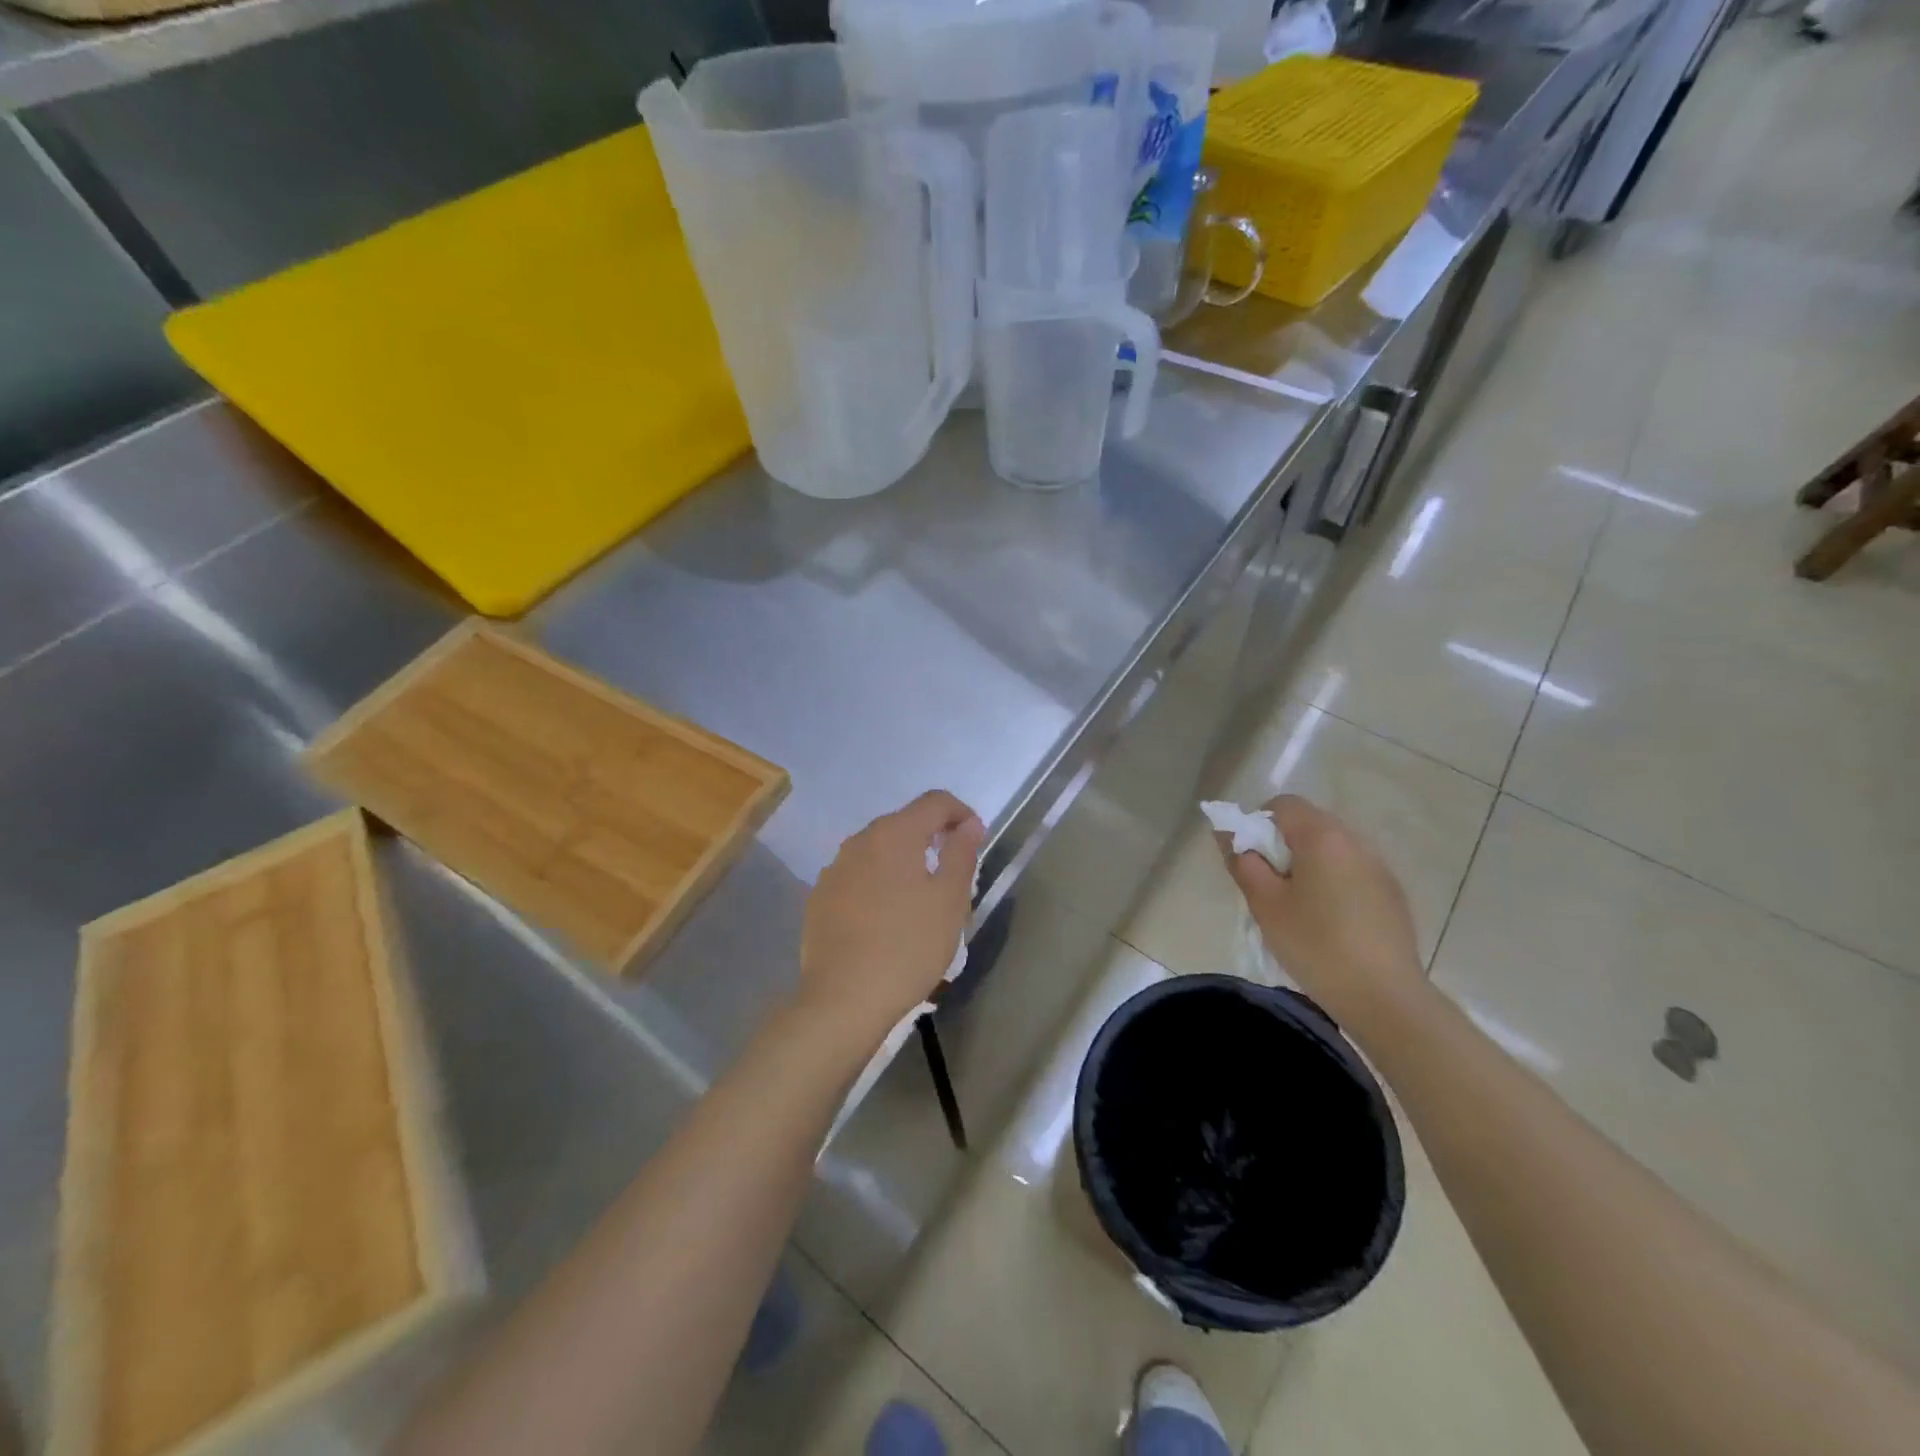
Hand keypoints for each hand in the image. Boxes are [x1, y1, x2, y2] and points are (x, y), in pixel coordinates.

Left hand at [798, 790, 985, 1047]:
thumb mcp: (949, 900)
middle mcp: (859, 841)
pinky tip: (885, 919)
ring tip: (920, 900)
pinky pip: (857, 878)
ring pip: (878, 852)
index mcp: (894, 834)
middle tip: (953, 873)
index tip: (975, 841)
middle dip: (932, 838)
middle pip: (904, 824)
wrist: (843, 999)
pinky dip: (878, 885)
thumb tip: (968, 825)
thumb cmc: (908, 946)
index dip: (961, 813)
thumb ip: (961, 854)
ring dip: (903, 863)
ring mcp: (834, 870)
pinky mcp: (820, 899)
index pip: (934, 802)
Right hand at [1215, 795, 1423, 1025]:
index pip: (1283, 804)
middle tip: (1269, 884)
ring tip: (1298, 905)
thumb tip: (1227, 834)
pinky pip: (1352, 870)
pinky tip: (1329, 921)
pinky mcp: (1392, 893)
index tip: (1251, 858)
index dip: (1258, 823)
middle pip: (1309, 823)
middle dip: (1283, 844)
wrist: (1384, 997)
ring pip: (1332, 848)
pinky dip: (1333, 881)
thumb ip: (1243, 862)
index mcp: (1322, 837)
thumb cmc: (1315, 945)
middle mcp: (1355, 841)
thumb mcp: (1266, 904)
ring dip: (1309, 863)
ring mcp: (1379, 867)